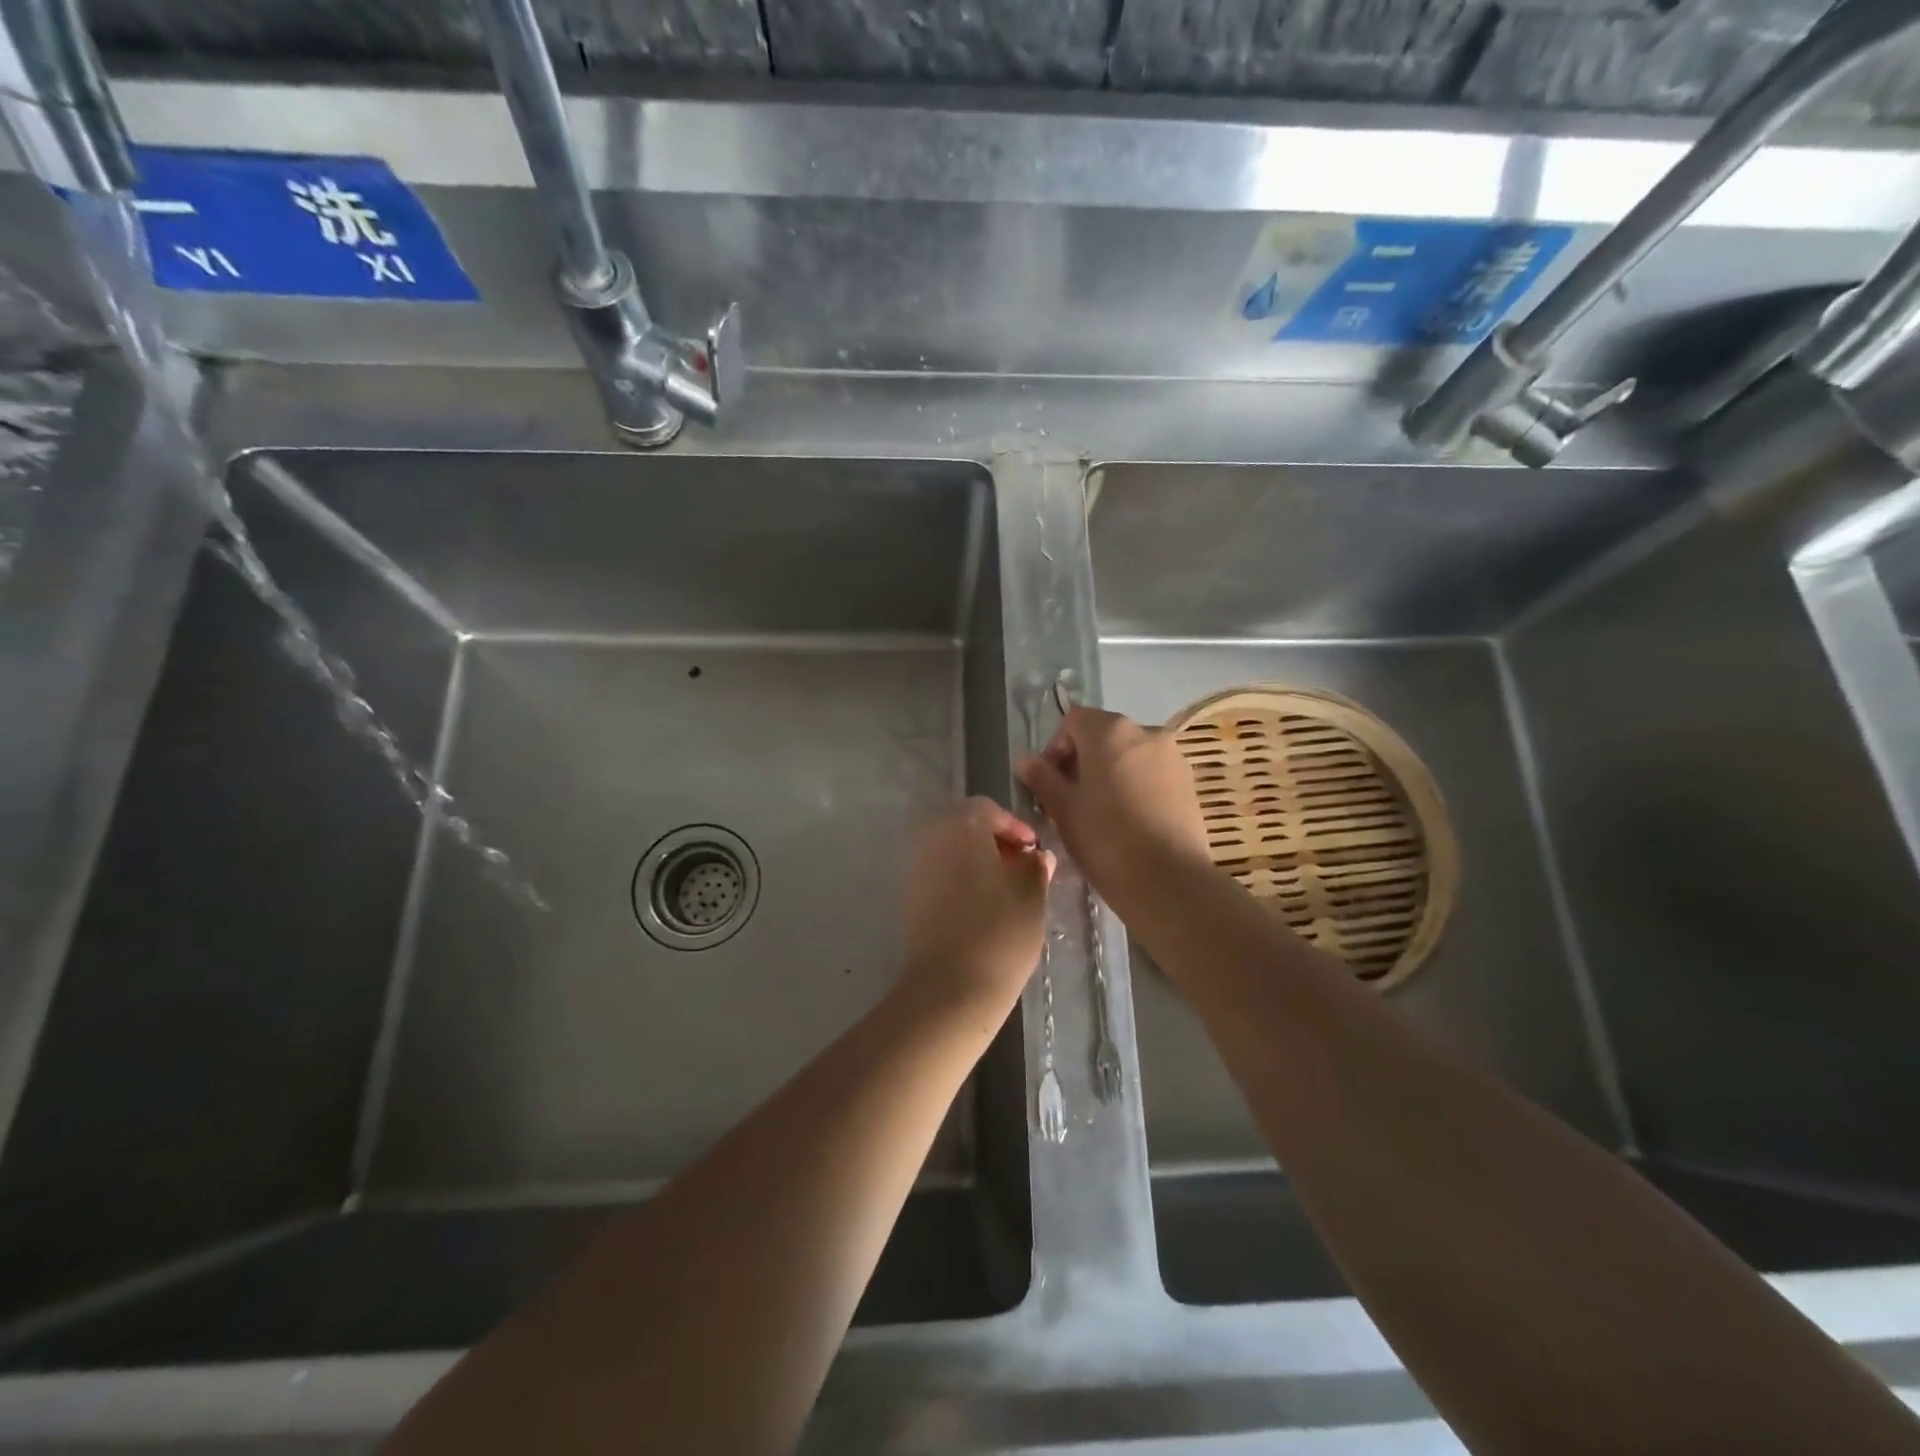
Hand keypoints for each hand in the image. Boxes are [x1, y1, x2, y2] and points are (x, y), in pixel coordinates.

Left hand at [899, 798, 1053, 1016]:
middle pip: (964, 827)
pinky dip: (959, 880)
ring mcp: (915, 869)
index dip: (1014, 826)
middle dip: (994, 843)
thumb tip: (1036, 856)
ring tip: (1005, 891)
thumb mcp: (1031, 897)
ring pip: (950, 852)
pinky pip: (938, 875)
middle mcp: (931, 839)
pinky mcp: (908, 898)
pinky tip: (981, 908)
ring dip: (976, 862)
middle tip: (1021, 868)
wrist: (950, 987)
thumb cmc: (999, 933)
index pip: (987, 809)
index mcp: (961, 827)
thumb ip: (1035, 868)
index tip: (1033, 851)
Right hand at [1018, 707, 1210, 911]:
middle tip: (1071, 800)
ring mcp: (1173, 756)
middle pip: (1104, 736)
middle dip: (1083, 761)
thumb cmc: (1105, 838)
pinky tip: (1130, 820)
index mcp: (1110, 730)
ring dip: (1111, 773)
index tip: (1049, 783)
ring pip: (1130, 755)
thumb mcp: (1063, 809)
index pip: (1073, 721)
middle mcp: (1146, 732)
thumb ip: (1043, 778)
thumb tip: (1027, 760)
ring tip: (1101, 812)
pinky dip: (1136, 786)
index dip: (1056, 747)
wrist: (1168, 880)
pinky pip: (1152, 774)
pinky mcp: (1190, 783)